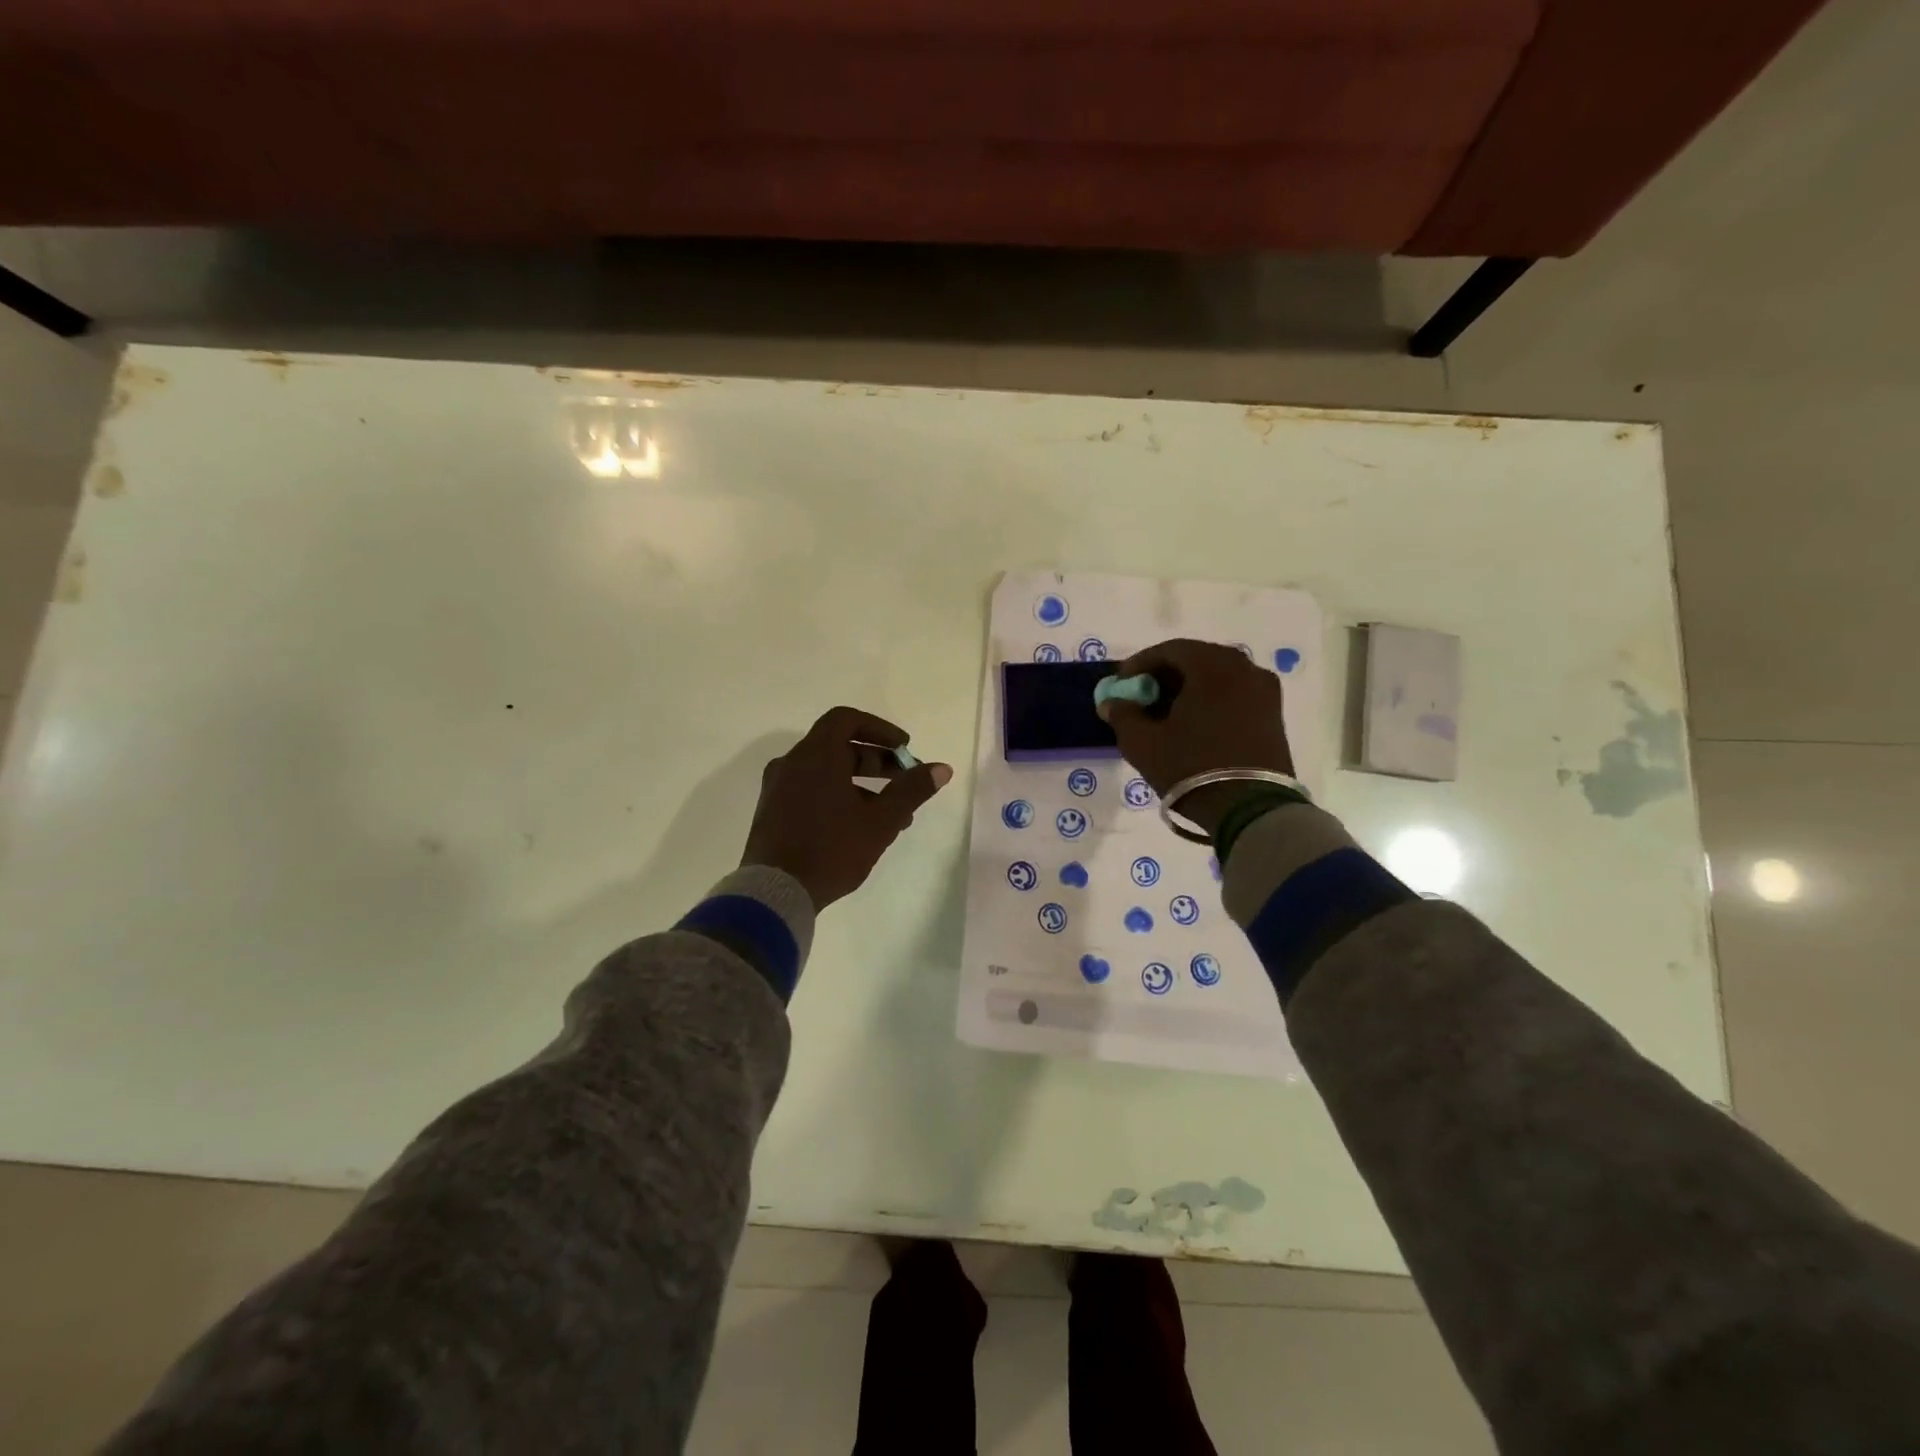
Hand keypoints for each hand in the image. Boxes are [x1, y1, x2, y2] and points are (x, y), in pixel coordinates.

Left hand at [741, 706, 952, 910]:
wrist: (774, 893)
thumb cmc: (831, 849)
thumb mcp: (880, 821)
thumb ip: (911, 790)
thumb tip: (942, 768)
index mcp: (816, 756)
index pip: (846, 720)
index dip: (879, 729)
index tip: (904, 748)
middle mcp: (792, 763)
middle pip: (838, 747)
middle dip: (877, 761)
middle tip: (905, 780)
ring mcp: (778, 788)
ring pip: (826, 772)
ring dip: (861, 784)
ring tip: (892, 814)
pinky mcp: (772, 812)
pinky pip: (811, 790)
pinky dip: (838, 796)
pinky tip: (860, 827)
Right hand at [1096, 639, 1293, 835]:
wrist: (1251, 809)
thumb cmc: (1192, 767)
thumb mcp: (1143, 743)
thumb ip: (1123, 715)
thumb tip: (1112, 702)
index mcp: (1213, 666)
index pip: (1170, 650)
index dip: (1140, 664)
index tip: (1121, 683)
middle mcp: (1244, 668)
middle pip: (1196, 659)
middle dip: (1165, 675)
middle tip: (1142, 696)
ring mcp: (1264, 691)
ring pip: (1218, 677)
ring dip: (1189, 688)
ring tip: (1166, 713)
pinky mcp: (1274, 714)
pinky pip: (1235, 693)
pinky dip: (1211, 700)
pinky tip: (1194, 723)